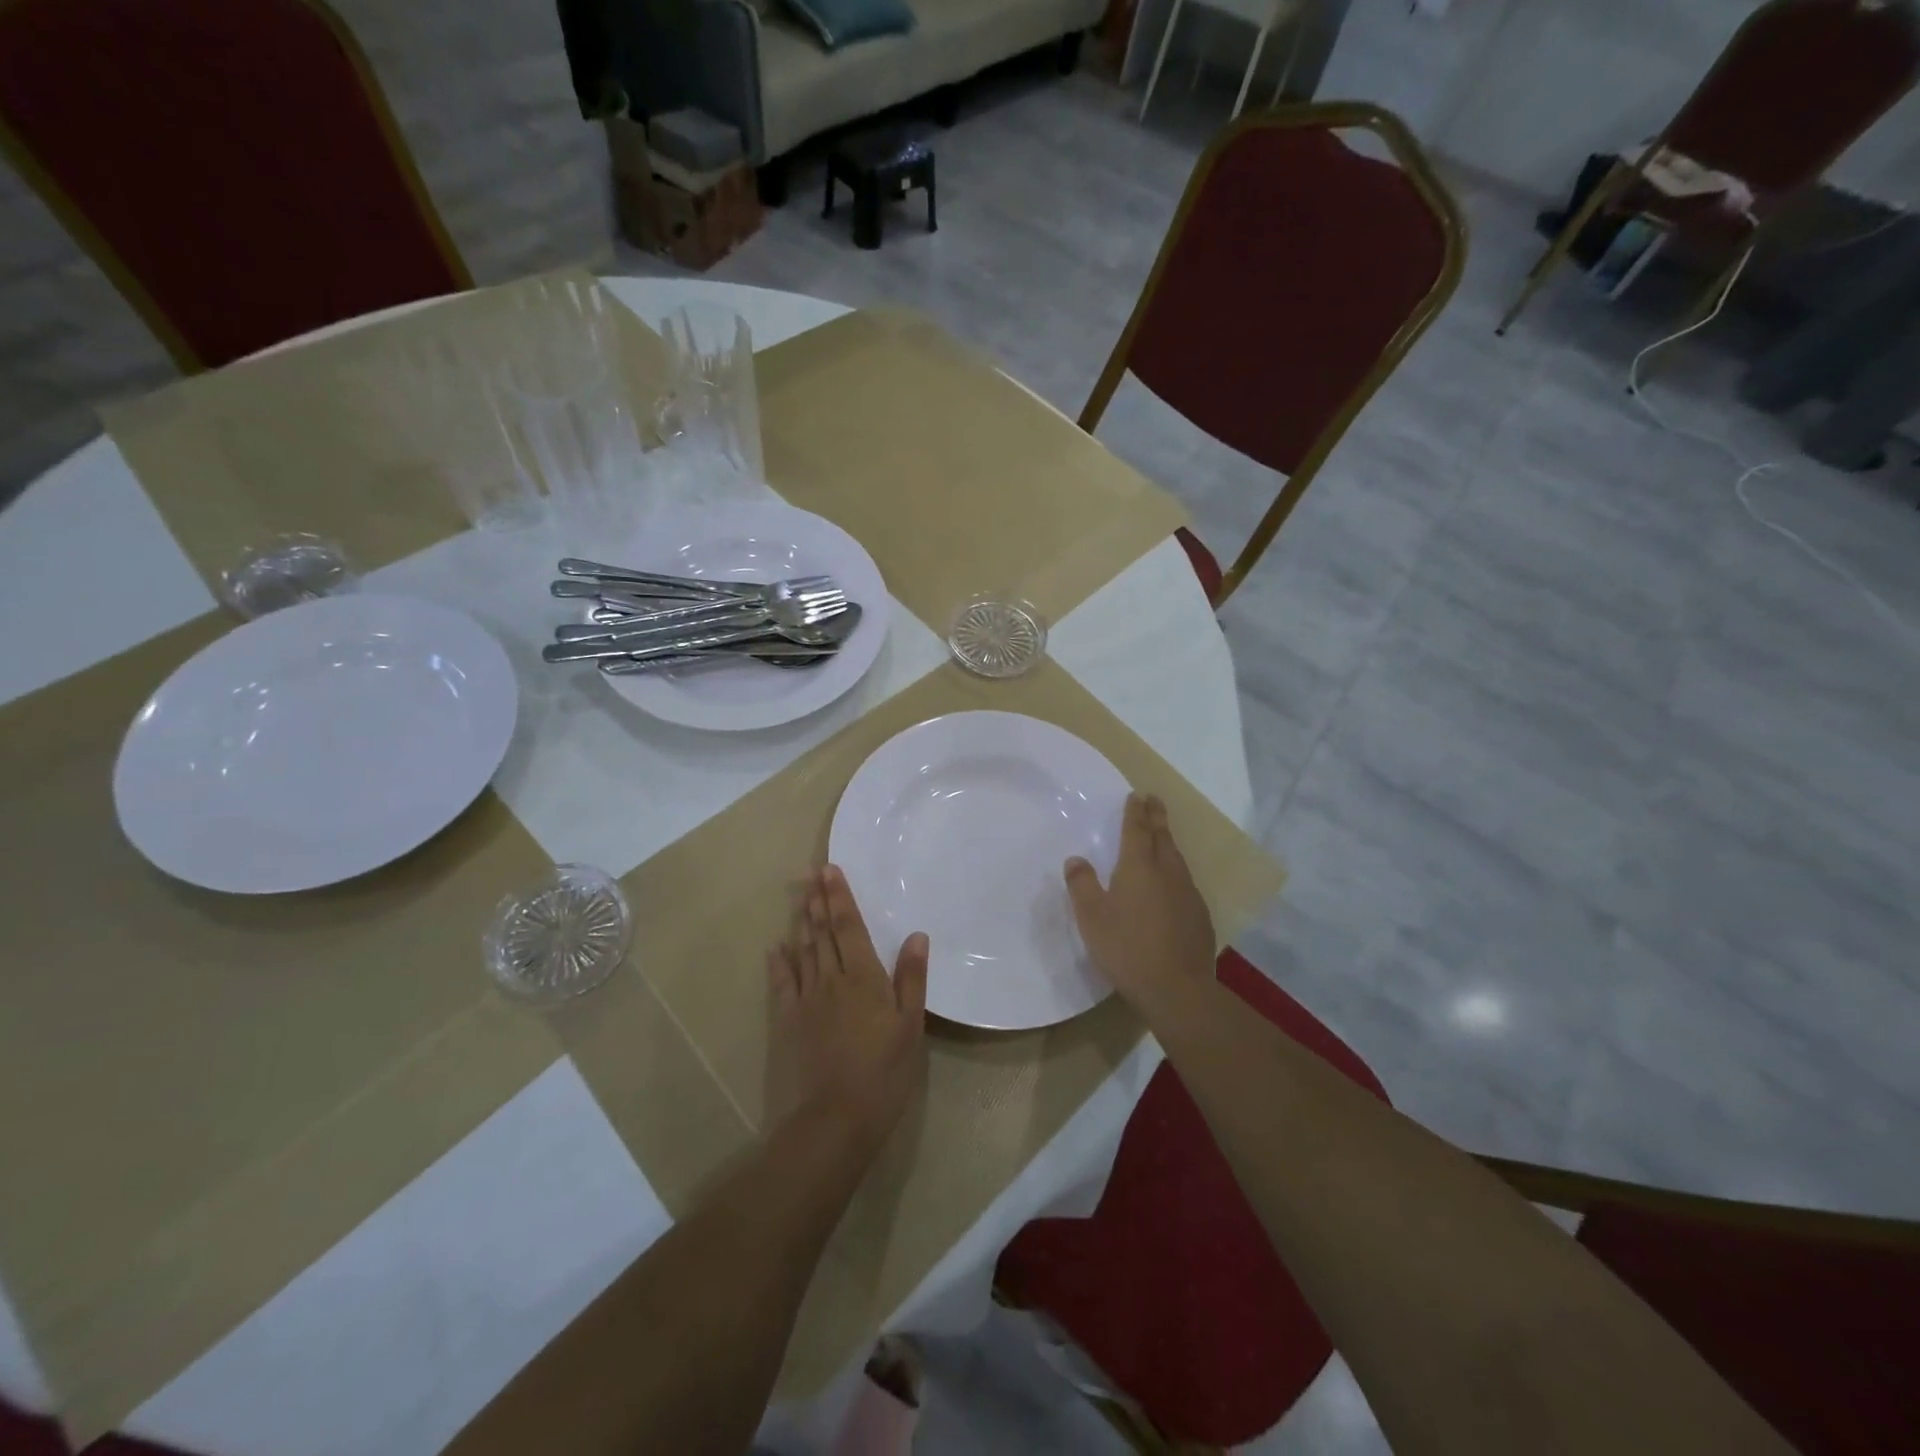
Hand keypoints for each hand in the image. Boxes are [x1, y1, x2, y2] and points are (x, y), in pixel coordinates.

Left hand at [766, 866, 929, 1154]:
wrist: (834, 1119)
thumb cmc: (883, 1073)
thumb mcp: (910, 1027)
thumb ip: (911, 979)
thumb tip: (916, 935)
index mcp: (864, 977)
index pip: (850, 927)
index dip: (840, 898)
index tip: (830, 871)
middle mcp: (832, 979)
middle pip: (824, 933)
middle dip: (818, 901)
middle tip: (811, 874)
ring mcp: (807, 1000)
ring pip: (804, 952)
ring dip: (802, 923)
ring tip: (800, 898)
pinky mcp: (789, 1022)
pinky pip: (783, 984)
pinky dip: (780, 963)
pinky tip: (776, 949)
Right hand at [1065, 792, 1215, 1011]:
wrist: (1177, 988)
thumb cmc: (1127, 948)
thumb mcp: (1092, 917)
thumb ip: (1082, 885)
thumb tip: (1076, 859)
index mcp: (1139, 867)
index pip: (1137, 830)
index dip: (1136, 812)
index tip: (1137, 795)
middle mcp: (1168, 872)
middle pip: (1163, 837)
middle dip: (1157, 817)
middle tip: (1154, 801)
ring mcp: (1188, 894)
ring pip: (1177, 859)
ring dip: (1168, 843)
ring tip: (1162, 837)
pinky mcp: (1200, 916)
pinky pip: (1185, 883)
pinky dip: (1176, 873)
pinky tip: (1172, 885)